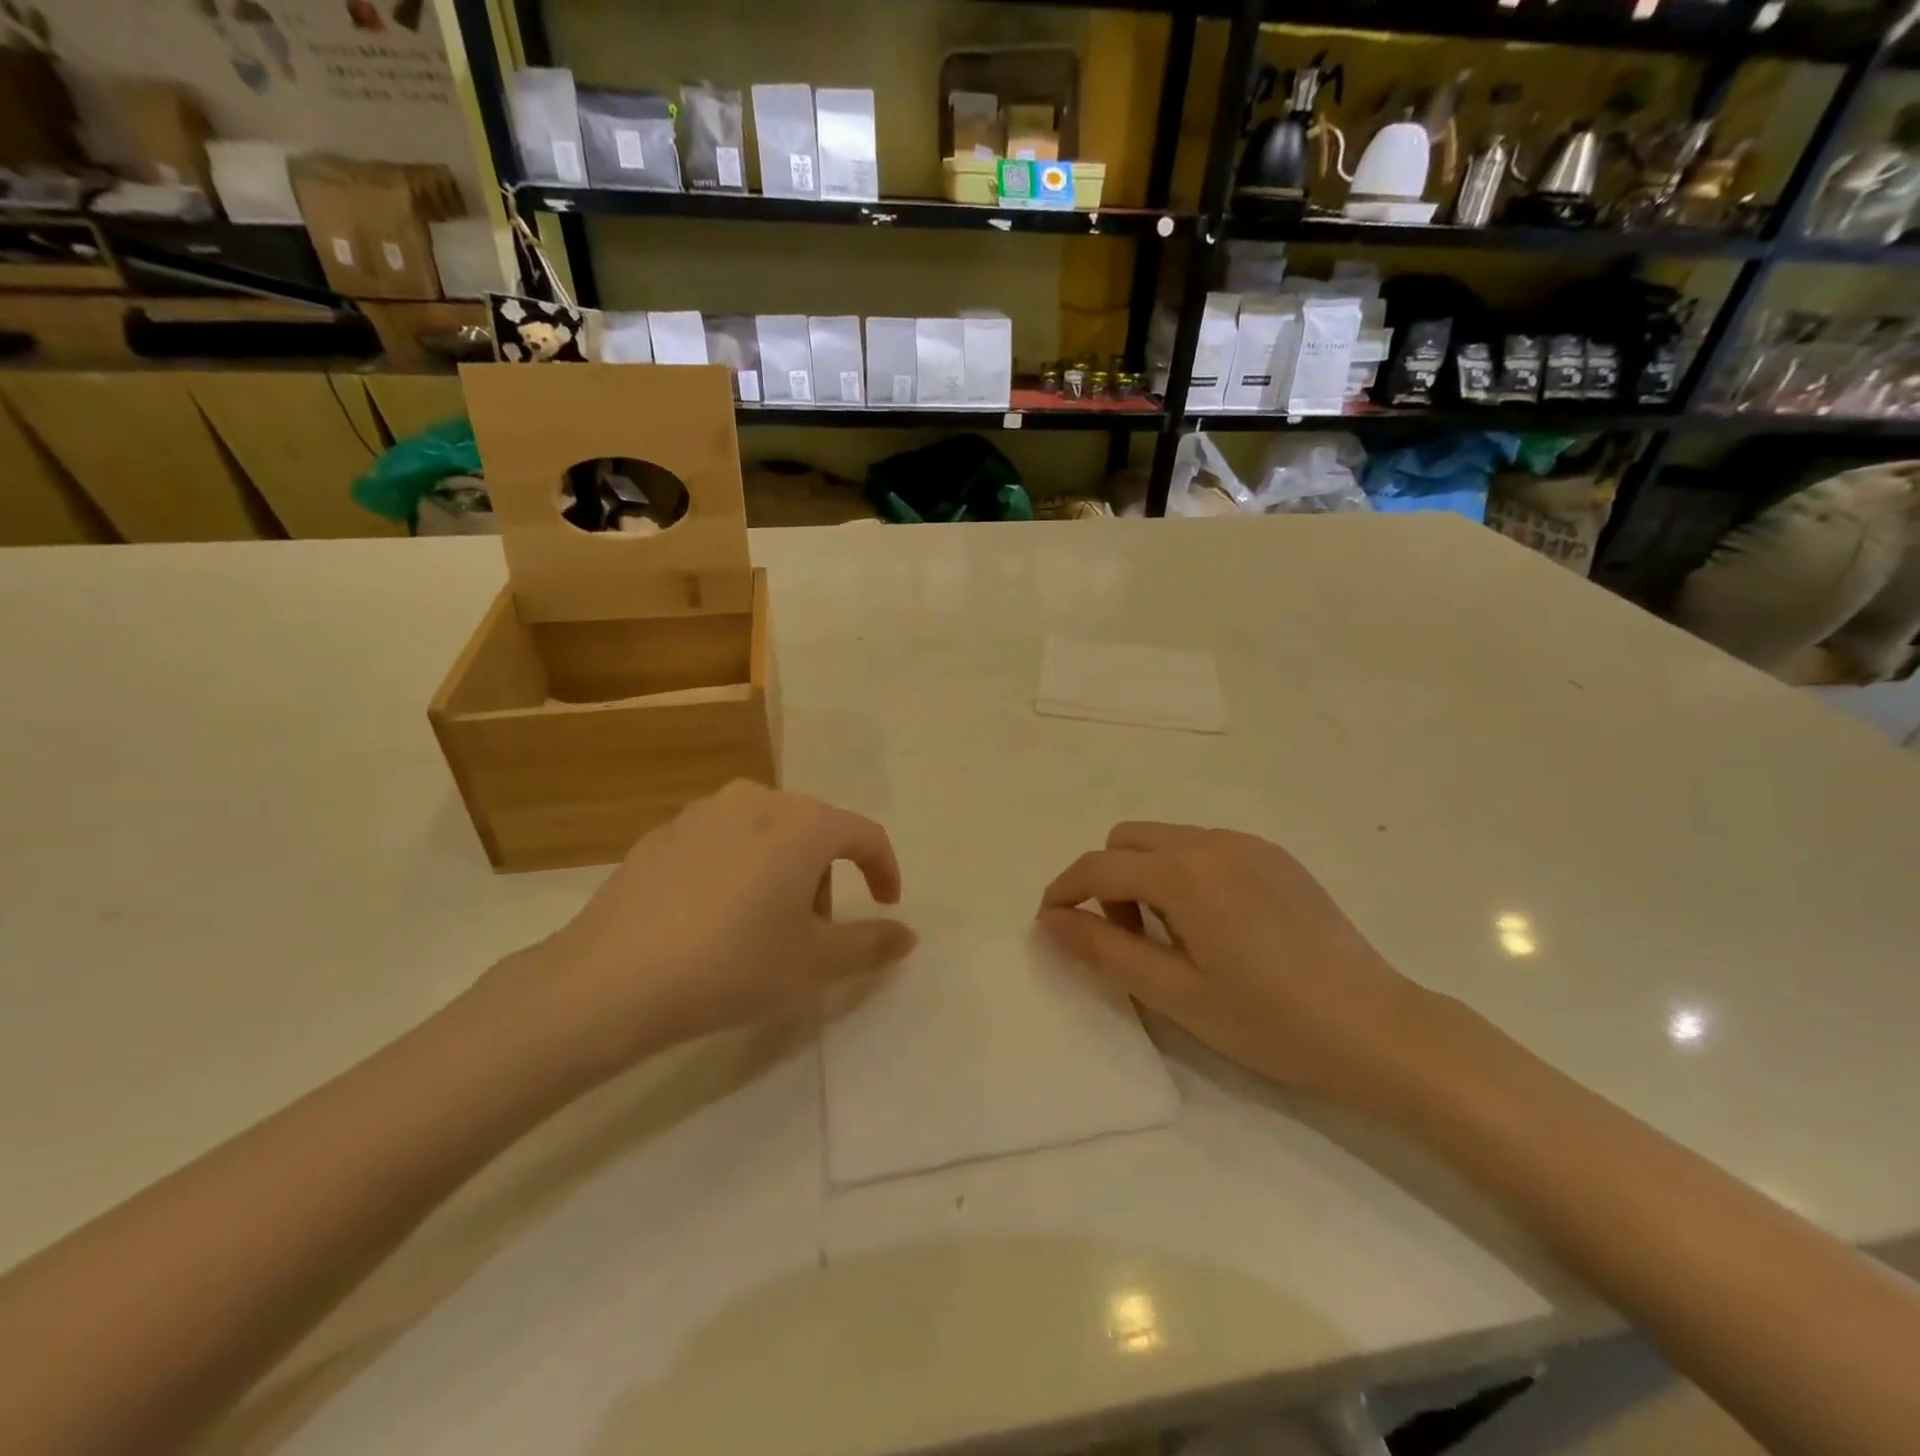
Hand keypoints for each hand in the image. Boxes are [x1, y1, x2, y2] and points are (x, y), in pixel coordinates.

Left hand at [474, 782, 916, 1082]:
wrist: (611, 980)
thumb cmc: (733, 965)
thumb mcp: (816, 964)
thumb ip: (872, 944)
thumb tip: (908, 934)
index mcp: (803, 823)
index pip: (865, 834)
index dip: (884, 870)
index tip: (885, 906)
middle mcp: (757, 800)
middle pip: (814, 831)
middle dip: (826, 877)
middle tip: (811, 932)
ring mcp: (703, 811)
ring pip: (767, 833)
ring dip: (782, 872)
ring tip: (760, 927)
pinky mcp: (662, 832)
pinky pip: (722, 842)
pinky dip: (736, 870)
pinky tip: (711, 919)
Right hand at [1038, 823, 1437, 1109]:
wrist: (1378, 1028)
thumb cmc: (1270, 1021)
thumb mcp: (1175, 994)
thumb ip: (1104, 950)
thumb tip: (1050, 920)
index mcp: (1184, 873)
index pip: (1098, 866)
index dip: (1064, 891)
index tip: (1051, 923)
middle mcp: (1212, 842)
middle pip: (1127, 840)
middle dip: (1107, 880)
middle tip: (1126, 938)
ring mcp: (1249, 845)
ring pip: (1165, 839)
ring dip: (1146, 875)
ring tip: (1174, 937)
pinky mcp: (1275, 856)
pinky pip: (1205, 846)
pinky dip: (1184, 873)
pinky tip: (1215, 925)